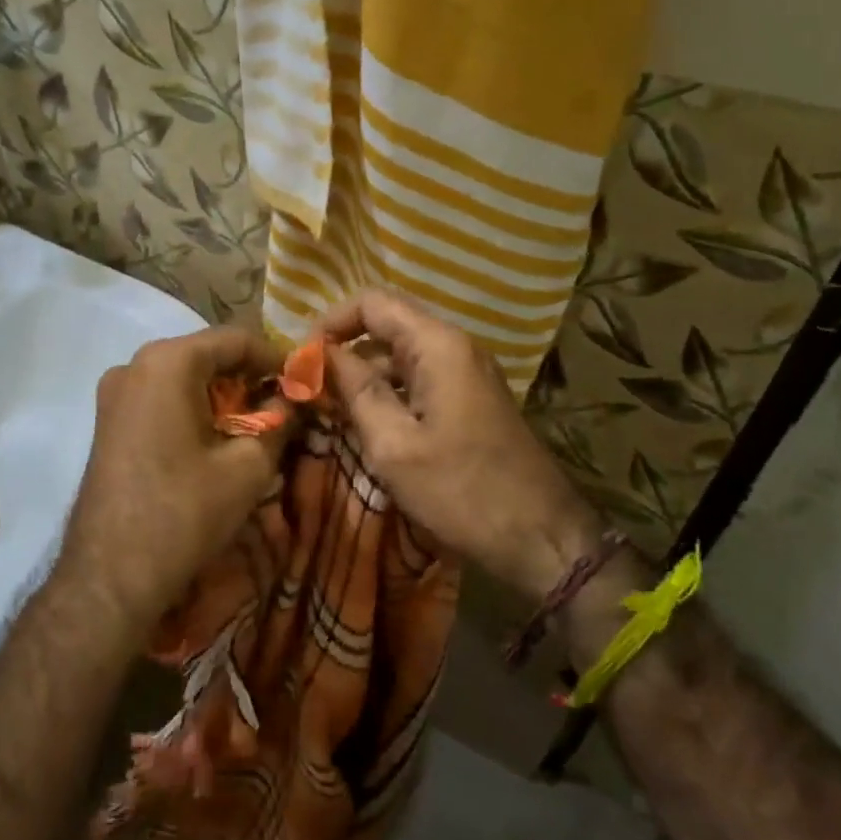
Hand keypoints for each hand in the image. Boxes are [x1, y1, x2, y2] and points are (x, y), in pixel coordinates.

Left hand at [58, 327, 289, 633]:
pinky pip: (161, 400)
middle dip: (249, 380)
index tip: (304, 385)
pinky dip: (193, 411)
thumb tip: (292, 400)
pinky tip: (215, 444)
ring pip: (183, 380)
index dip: (277, 359)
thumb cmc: (185, 512)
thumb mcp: (248, 466)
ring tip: (254, 430)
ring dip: (222, 398)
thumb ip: (278, 421)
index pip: (236, 339)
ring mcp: (114, 394)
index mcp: (168, 362)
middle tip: (284, 410)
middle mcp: (134, 365)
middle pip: (207, 356)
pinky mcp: (108, 423)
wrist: (111, 576)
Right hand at [321, 292, 603, 602]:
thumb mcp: (394, 445)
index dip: (330, 322)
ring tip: (328, 412)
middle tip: (307, 391)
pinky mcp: (470, 401)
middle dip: (343, 352)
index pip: (372, 303)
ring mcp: (466, 374)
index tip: (300, 360)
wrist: (540, 536)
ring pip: (400, 358)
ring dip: (363, 378)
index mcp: (437, 346)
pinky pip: (419, 382)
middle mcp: (455, 347)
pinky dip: (388, 395)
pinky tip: (366, 428)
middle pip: (387, 327)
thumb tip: (320, 355)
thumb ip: (355, 391)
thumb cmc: (461, 491)